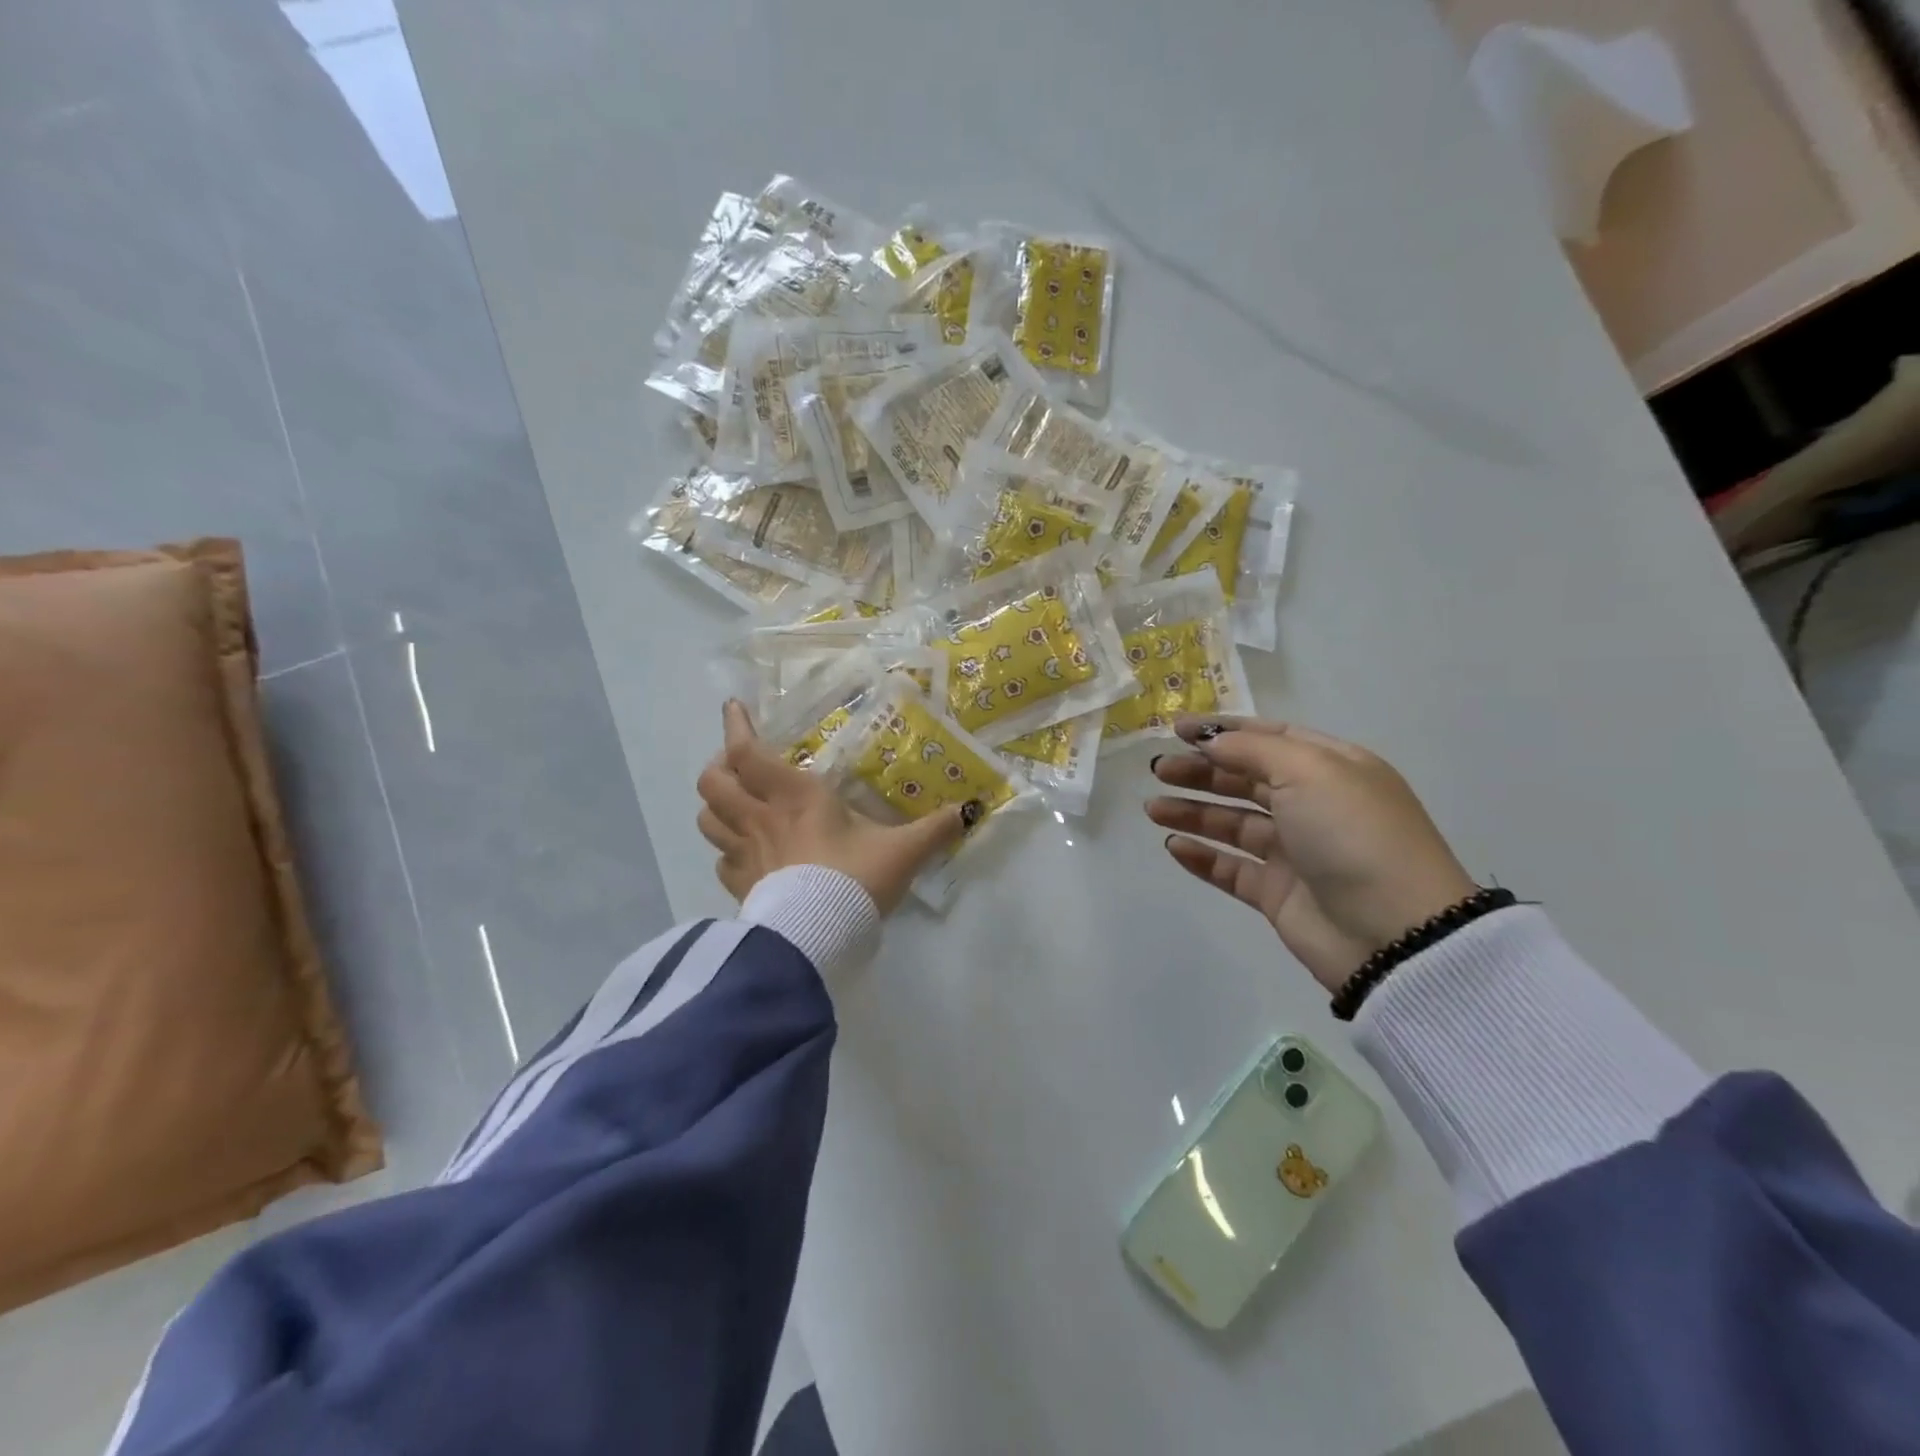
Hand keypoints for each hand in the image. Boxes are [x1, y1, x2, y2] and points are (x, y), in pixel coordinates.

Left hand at [696, 701, 974, 913]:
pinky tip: (744, 854)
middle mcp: (761, 818)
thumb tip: (971, 810)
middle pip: (712, 782)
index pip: (748, 752)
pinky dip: (727, 851)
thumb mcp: (902, 851)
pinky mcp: (740, 888)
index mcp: (795, 796)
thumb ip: (935, 829)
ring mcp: (744, 854)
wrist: (818, 940)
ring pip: (707, 819)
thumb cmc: (855, 880)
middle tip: (736, 763)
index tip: (733, 707)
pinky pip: (721, 861)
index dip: (735, 727)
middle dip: (718, 766)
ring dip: (716, 807)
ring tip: (735, 803)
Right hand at [1145, 716, 1477, 992]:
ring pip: (1233, 823)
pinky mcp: (1278, 893)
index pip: (1270, 738)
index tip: (1178, 730)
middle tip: (1158, 770)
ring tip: (1153, 808)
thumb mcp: (1308, 771)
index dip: (1223, 731)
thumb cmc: (1352, 833)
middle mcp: (1313, 805)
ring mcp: (1296, 851)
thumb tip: (1212, 741)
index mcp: (1332, 768)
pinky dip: (1202, 856)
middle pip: (1246, 779)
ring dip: (1193, 811)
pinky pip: (1231, 868)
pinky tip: (1173, 846)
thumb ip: (1252, 749)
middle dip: (1201, 770)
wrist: (1392, 931)